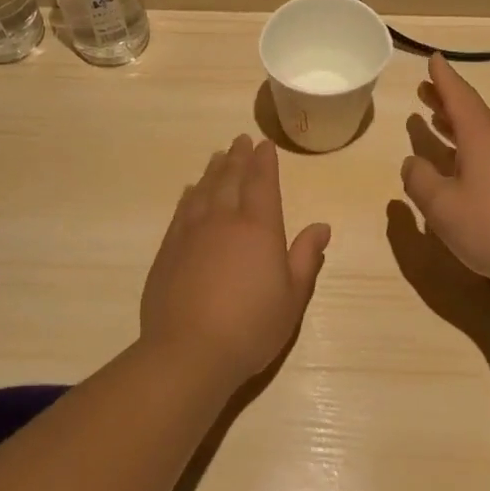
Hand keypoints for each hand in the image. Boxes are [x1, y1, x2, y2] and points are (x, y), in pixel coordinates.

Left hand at [140, 134, 330, 382]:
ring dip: (213, 171)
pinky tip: (190, 191)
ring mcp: (191, 233)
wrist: (189, 351)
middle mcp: (223, 221)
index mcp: (258, 229)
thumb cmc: (251, 327)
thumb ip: (305, 258)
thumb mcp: (292, 297)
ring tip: (218, 156)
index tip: (265, 144)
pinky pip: (181, 210)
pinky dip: (189, 195)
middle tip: (241, 140)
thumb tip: (321, 227)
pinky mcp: (168, 250)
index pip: (262, 183)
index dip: (264, 162)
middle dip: (238, 157)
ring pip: (203, 190)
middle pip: (230, 179)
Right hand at [401, 53, 489, 290]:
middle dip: (446, 101)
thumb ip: (420, 181)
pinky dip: (469, 149)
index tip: (433, 58)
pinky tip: (461, 166)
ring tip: (435, 121)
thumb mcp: (442, 207)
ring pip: (481, 135)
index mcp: (481, 138)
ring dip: (456, 126)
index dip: (443, 78)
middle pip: (471, 113)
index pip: (459, 97)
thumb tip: (412, 162)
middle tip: (425, 89)